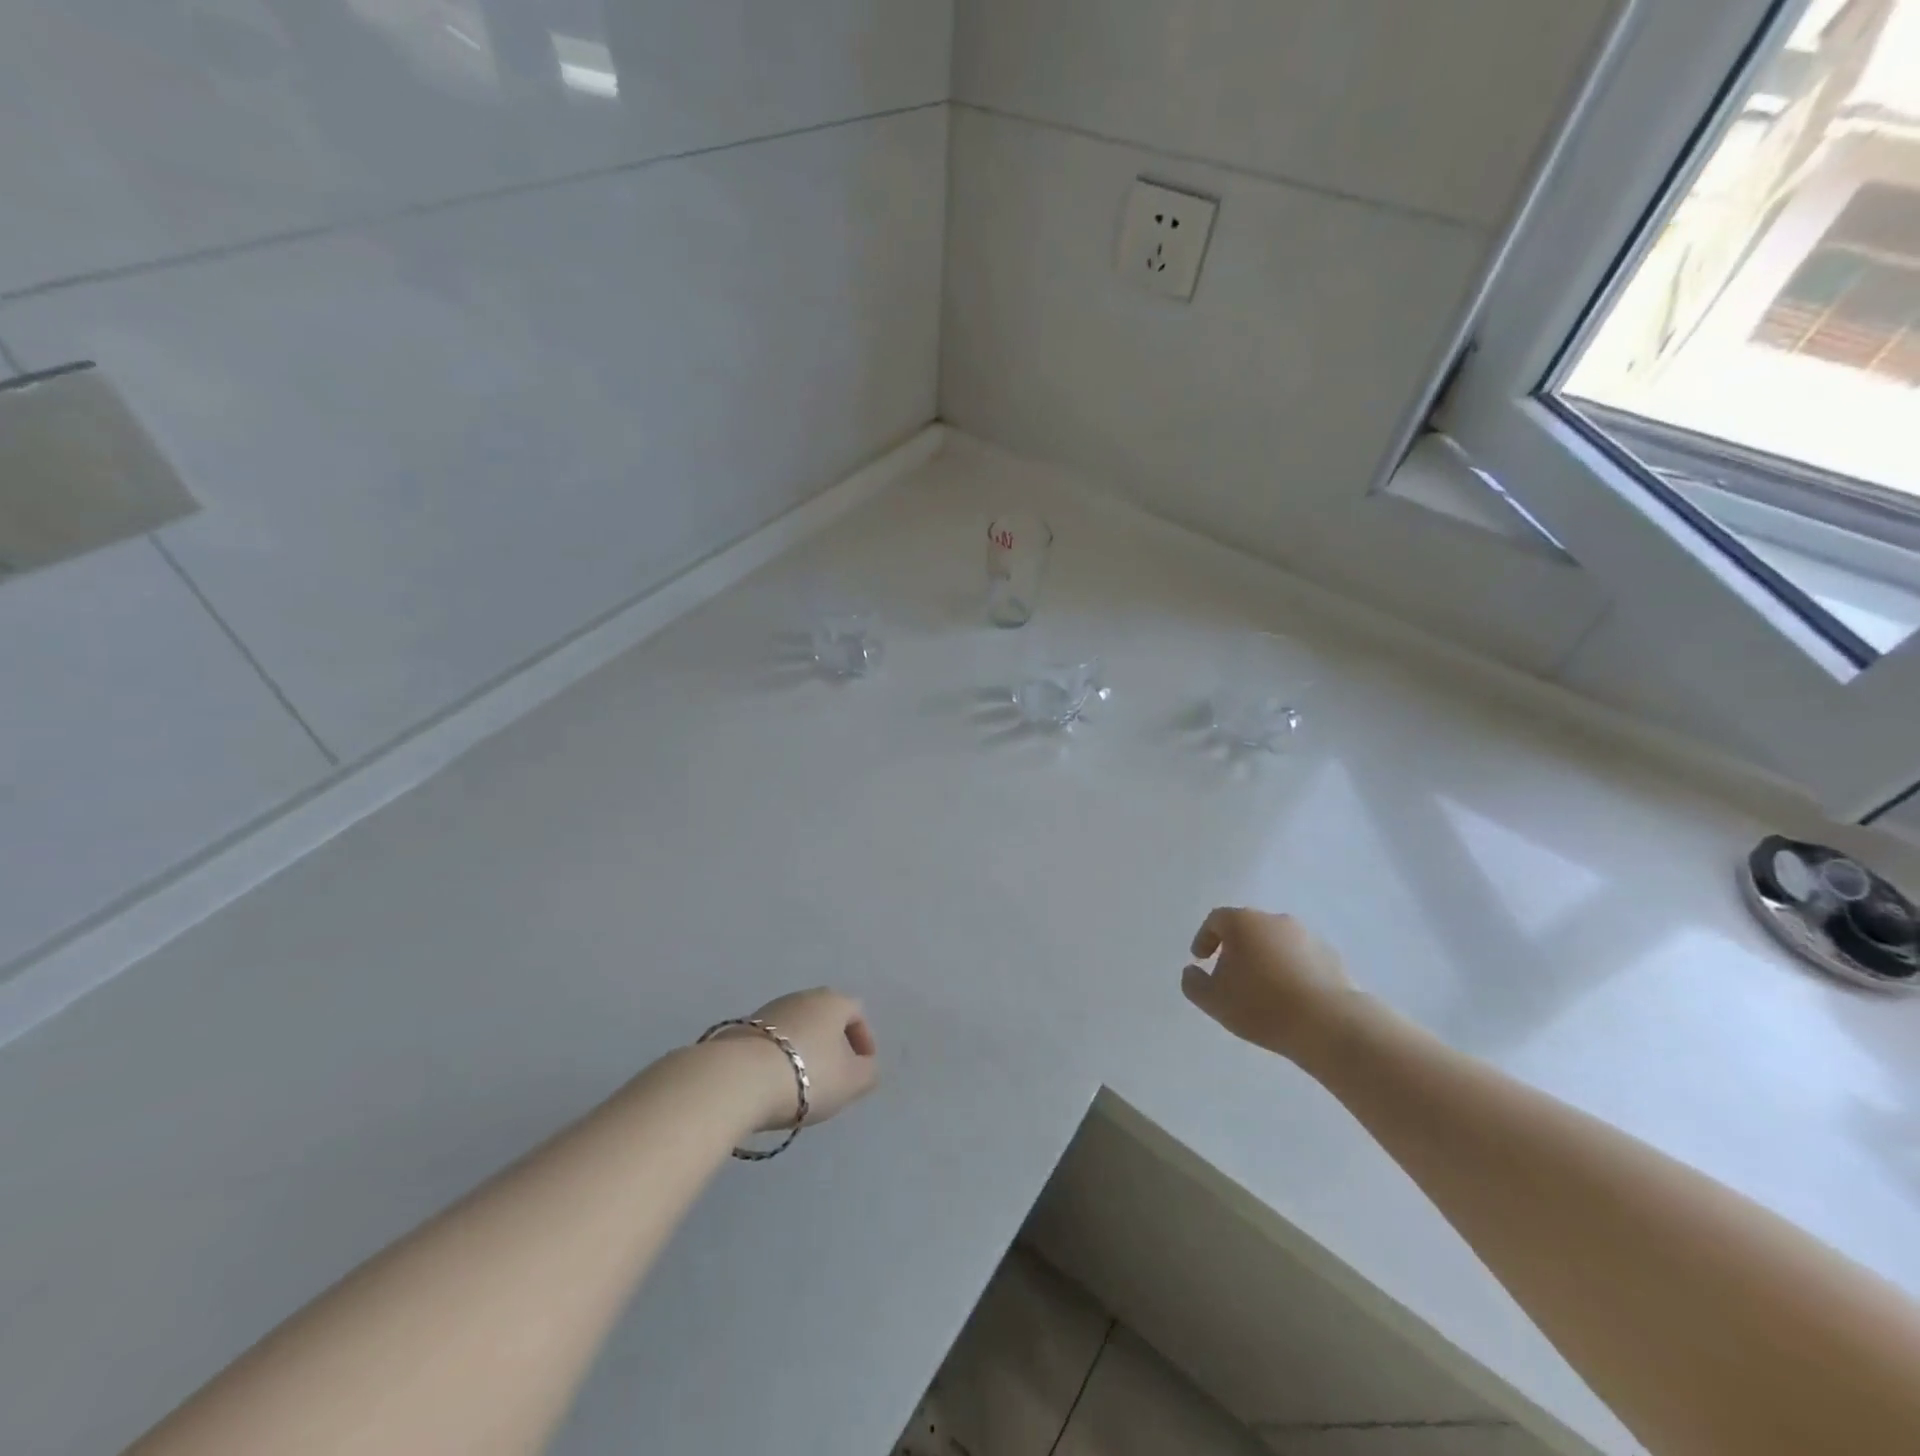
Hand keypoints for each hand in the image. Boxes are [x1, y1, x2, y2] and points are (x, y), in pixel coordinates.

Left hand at [716, 989, 879, 1131]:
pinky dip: (779, 1058)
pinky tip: (774, 1084)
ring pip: (797, 1028)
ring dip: (803, 1051)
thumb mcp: (852, 1081)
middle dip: (832, 1045)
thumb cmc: (808, 1075)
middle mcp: (802, 996)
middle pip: (825, 1018)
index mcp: (833, 1001)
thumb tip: (866, 1066)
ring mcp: (769, 1010)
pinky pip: (771, 1042)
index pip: (857, 1013)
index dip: (864, 1040)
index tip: (862, 1068)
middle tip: (833, 1076)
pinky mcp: (741, 1029)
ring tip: (802, 1085)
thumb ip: (868, 1072)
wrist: (739, 1078)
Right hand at [1180, 909, 1362, 1067]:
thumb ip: (1193, 983)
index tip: (1201, 960)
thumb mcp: (1214, 1000)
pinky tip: (1289, 997)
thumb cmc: (1261, 1005)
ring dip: (1264, 959)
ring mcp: (1307, 936)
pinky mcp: (1331, 957)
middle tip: (1230, 976)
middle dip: (1235, 948)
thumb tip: (1192, 971)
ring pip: (1275, 943)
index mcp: (1243, 922)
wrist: (1329, 1023)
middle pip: (1247, 928)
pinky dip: (1289, 970)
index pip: (1216, 920)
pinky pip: (1300, 958)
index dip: (1204, 938)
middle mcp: (1274, 920)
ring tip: (1262, 990)